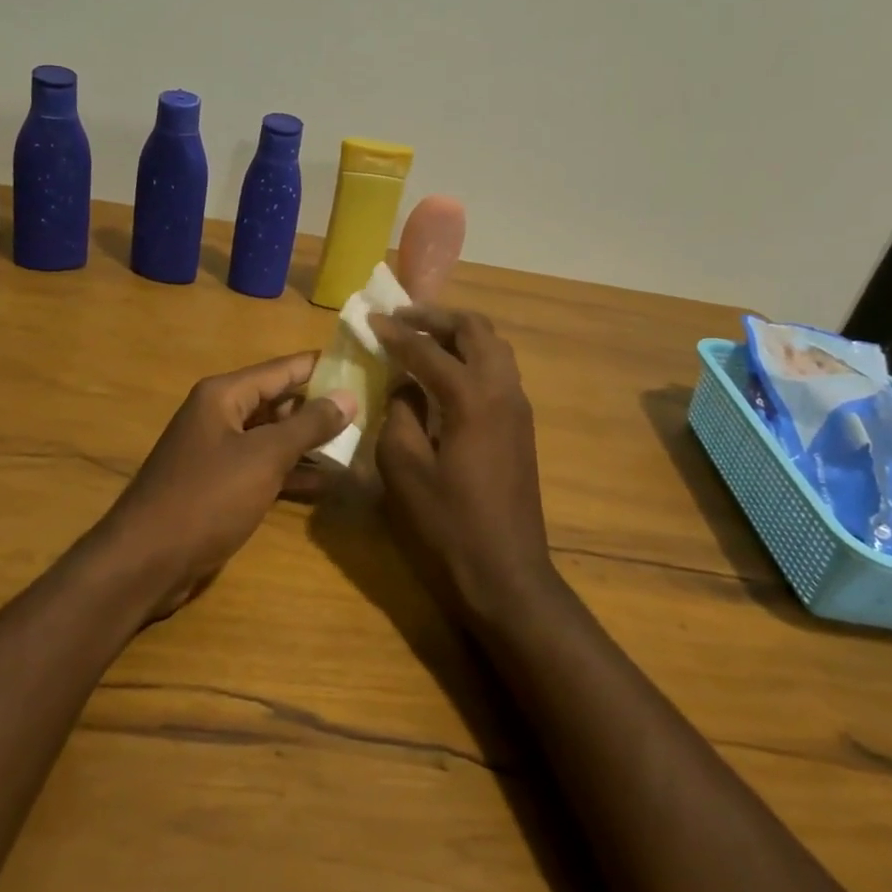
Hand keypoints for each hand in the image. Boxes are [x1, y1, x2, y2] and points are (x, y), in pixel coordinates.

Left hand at [98, 353, 356, 620]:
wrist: (146, 562)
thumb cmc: (206, 498)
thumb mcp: (263, 457)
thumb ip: (308, 426)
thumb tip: (348, 396)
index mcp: (224, 395)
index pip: (284, 369)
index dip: (323, 367)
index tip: (364, 365)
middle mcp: (220, 415)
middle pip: (280, 402)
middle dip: (322, 407)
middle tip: (372, 410)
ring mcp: (219, 452)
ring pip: (274, 438)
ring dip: (311, 444)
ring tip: (360, 445)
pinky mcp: (221, 486)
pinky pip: (264, 468)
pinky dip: (293, 473)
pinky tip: (330, 483)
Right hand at [369, 307, 556, 617]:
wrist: (505, 573)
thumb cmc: (447, 525)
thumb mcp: (404, 469)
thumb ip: (400, 414)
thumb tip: (403, 385)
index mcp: (473, 399)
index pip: (429, 350)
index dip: (397, 333)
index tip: (371, 319)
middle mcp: (503, 391)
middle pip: (476, 330)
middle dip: (437, 318)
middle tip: (402, 318)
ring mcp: (518, 408)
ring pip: (493, 347)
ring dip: (458, 334)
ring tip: (421, 339)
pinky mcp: (521, 426)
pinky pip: (498, 371)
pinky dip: (471, 357)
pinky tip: (444, 374)